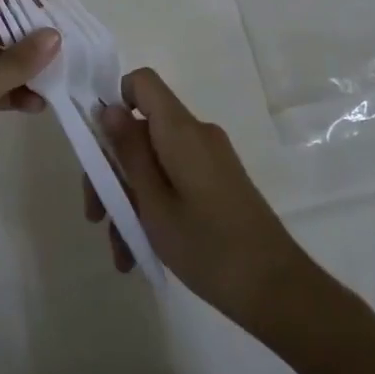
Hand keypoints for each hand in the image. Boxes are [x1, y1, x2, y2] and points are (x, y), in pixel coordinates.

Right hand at [90, 68, 312, 326]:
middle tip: (96, 216)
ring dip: (130, 201)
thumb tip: (108, 108)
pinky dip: (154, 208)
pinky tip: (139, 252)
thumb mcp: (154, 203)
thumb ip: (129, 152)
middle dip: (112, 171)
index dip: (114, 101)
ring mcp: (209, 160)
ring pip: (154, 163)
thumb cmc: (208, 246)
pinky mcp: (218, 183)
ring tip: (121, 253)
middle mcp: (196, 135)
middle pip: (141, 131)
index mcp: (181, 131)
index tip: (97, 144)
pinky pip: (173, 181)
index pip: (142, 83)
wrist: (278, 291)